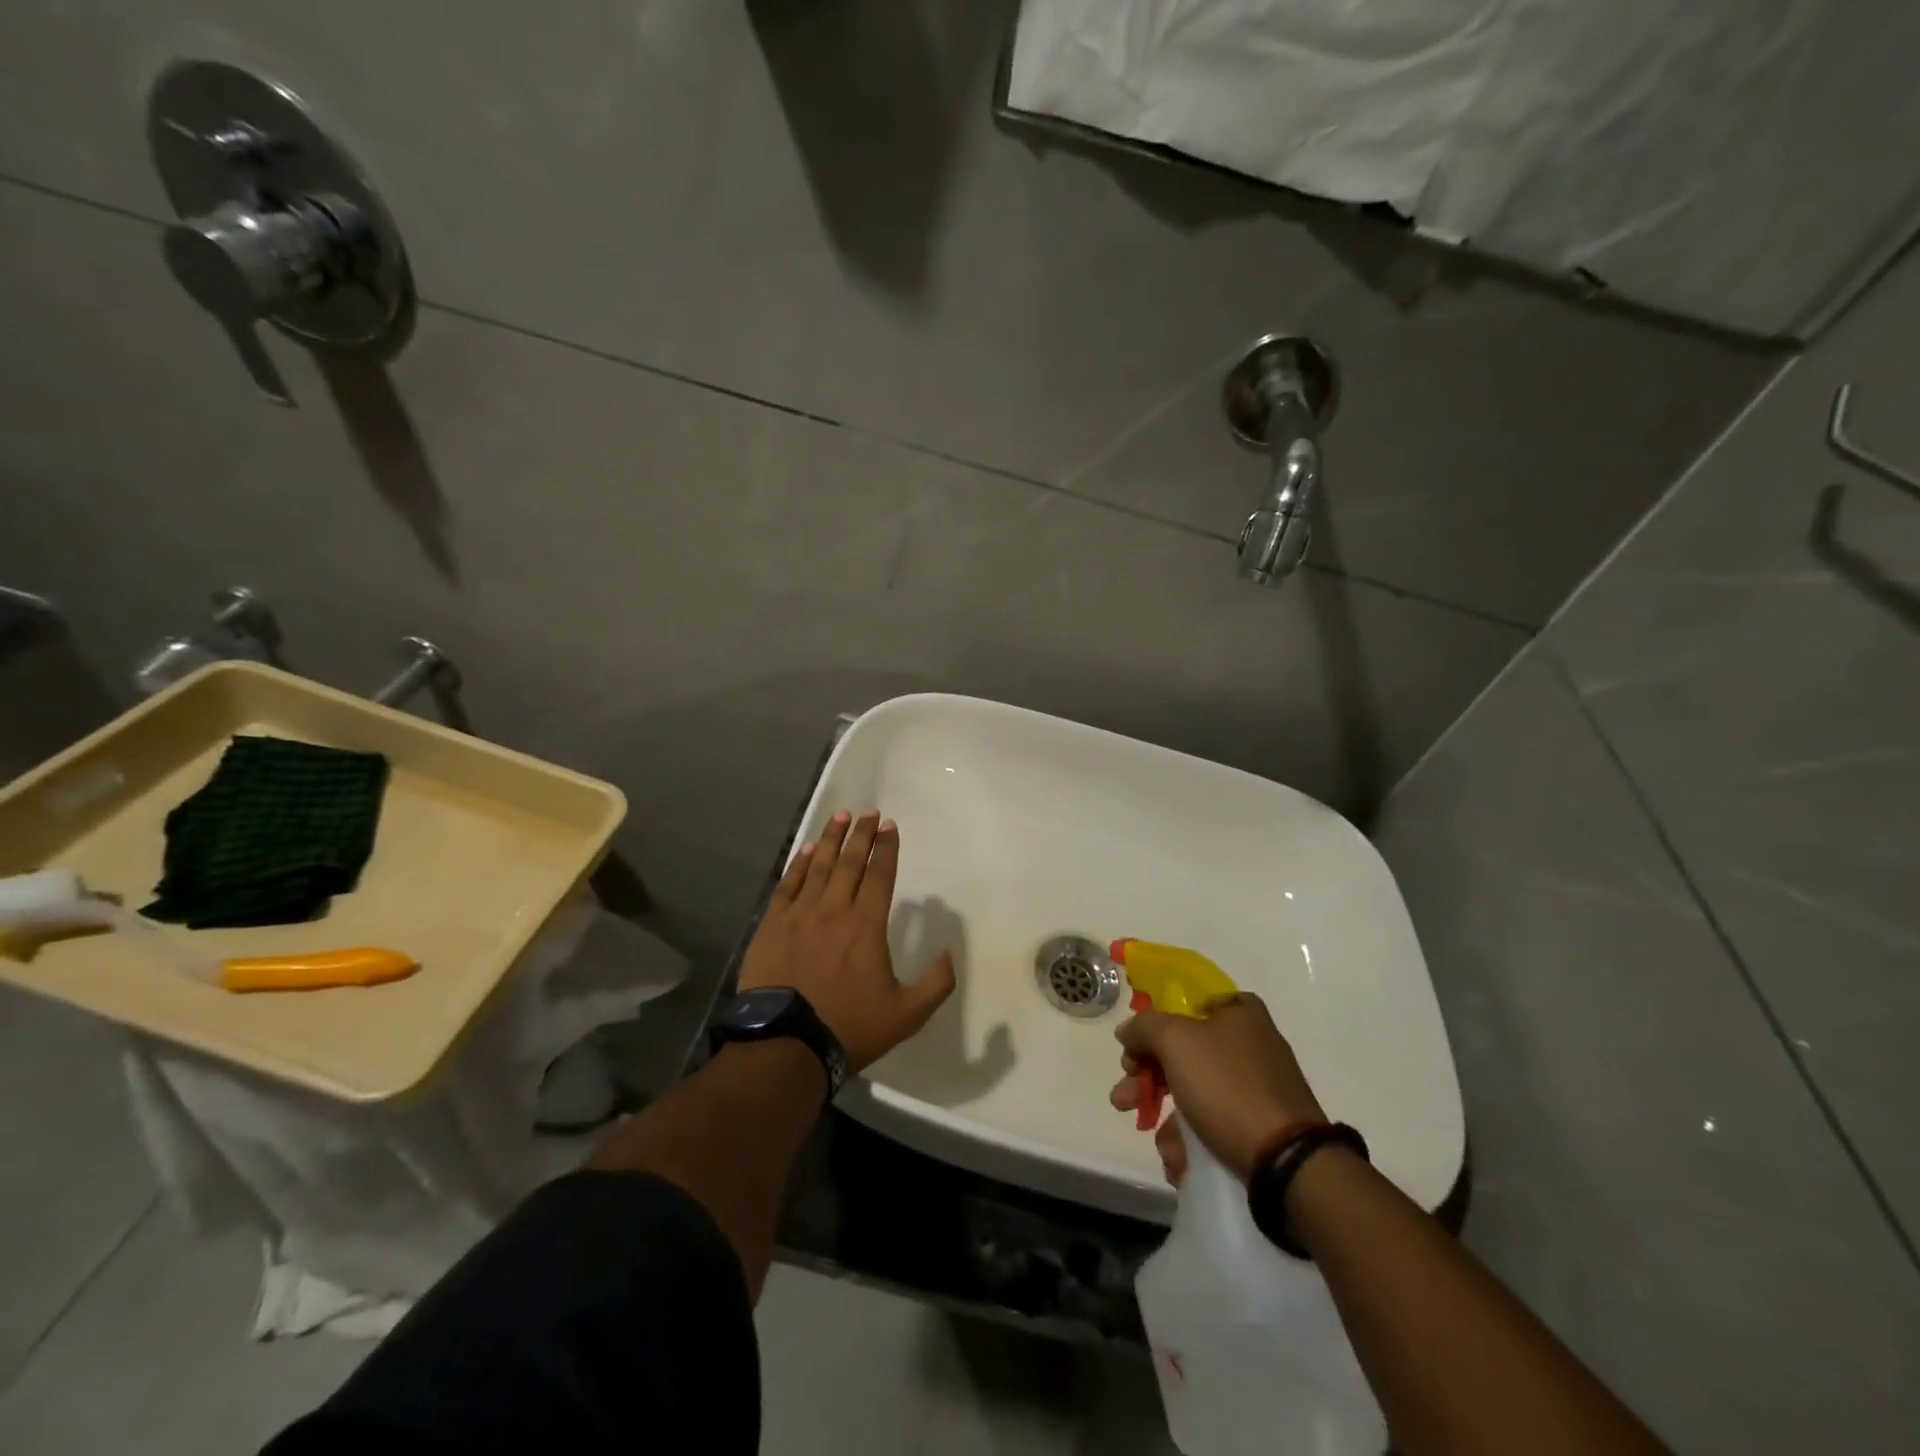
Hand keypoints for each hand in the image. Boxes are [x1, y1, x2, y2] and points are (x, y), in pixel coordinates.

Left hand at [737, 810, 955, 1072]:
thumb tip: (949, 954)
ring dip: (831, 839)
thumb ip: (936, 983)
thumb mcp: (907, 1014)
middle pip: (850, 863)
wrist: (786, 1045)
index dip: (886, 848)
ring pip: (819, 867)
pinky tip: (807, 850)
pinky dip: (799, 864)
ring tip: (840, 816)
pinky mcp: (772, 926)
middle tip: (868, 812)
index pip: (879, 876)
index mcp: (866, 926)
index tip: (889, 826)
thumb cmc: (849, 1027)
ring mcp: (800, 915)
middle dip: (861, 835)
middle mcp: (834, 910)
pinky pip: (788, 885)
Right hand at [1109, 993, 1324, 1182]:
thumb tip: (1128, 1031)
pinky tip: (1179, 1160)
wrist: (1287, 1161)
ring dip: (1165, 1114)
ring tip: (1151, 1138)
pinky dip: (1192, 1138)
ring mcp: (1258, 1087)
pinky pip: (1215, 1123)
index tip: (1133, 1048)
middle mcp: (1251, 1044)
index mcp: (1239, 1012)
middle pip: (1184, 1051)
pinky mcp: (1261, 1126)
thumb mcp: (1175, 1041)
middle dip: (1147, 1076)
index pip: (1187, 1003)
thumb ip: (1144, 1027)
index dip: (1154, 1023)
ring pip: (1196, 1091)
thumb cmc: (1227, 1086)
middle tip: (1124, 1097)